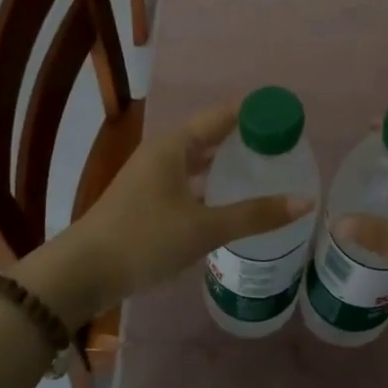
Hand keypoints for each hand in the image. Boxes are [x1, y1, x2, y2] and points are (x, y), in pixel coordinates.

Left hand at [36, 102, 310, 322]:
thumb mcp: (203, 228)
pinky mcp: (146, 201)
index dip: (255, 113)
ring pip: (198, 161)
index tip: (288, 117)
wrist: (82, 273)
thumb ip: (254, 215)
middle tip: (284, 147)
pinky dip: (211, 185)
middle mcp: (162, 154)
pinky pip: (188, 181)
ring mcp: (151, 177)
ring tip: (264, 171)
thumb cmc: (144, 239)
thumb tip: (305, 201)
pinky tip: (229, 202)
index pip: (223, 115)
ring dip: (227, 163)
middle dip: (245, 138)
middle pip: (211, 135)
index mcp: (174, 146)